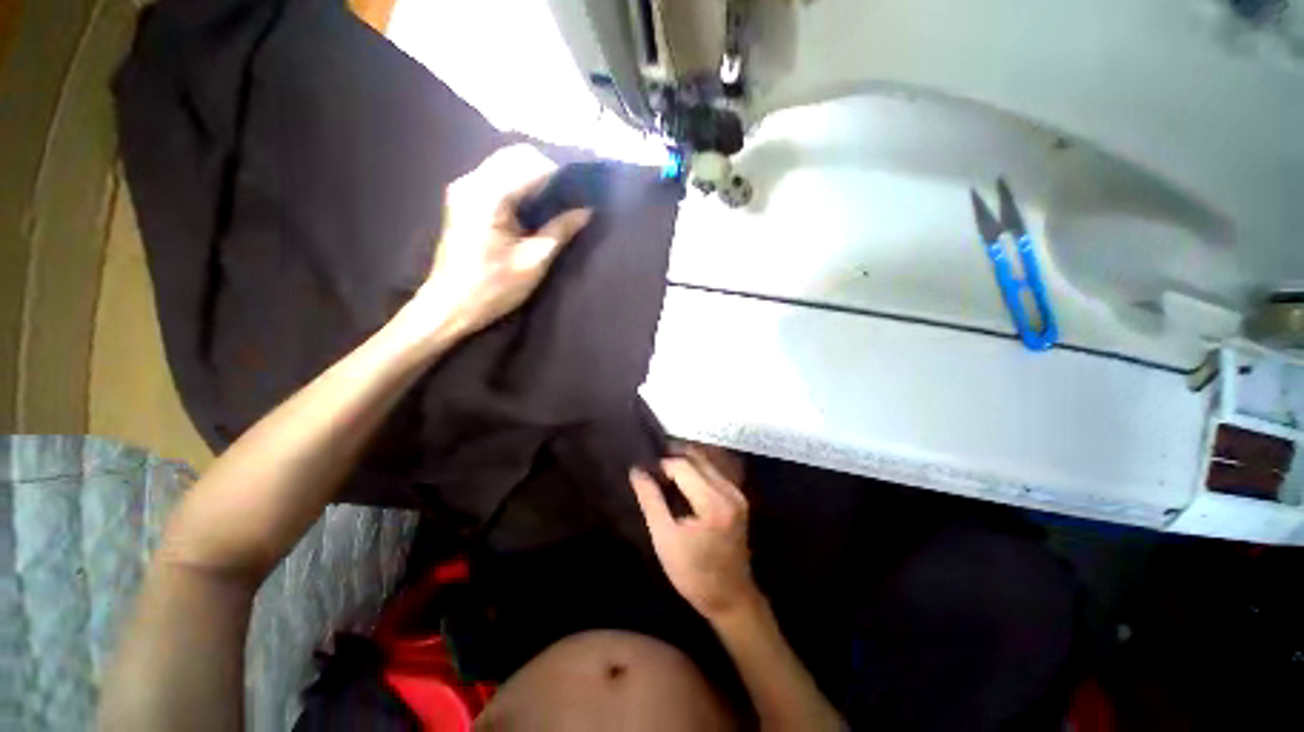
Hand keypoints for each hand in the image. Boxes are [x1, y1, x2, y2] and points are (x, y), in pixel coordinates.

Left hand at [409, 144, 592, 338]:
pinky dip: (519, 185)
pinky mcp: (464, 198)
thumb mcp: (533, 262)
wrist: (450, 306)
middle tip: (570, 200)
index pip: (532, 165)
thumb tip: (586, 210)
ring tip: (556, 204)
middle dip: (548, 173)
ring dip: (534, 178)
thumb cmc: (493, 288)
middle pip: (517, 156)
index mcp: (489, 196)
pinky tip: (534, 208)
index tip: (581, 193)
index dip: (561, 176)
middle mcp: (472, 181)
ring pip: (507, 163)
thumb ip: (560, 230)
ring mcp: (464, 188)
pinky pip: (497, 176)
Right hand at [630, 451, 759, 622]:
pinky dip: (696, 470)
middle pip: (697, 458)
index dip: (661, 465)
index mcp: (713, 502)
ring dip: (685, 462)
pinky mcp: (738, 498)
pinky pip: (714, 472)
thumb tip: (637, 471)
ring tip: (663, 473)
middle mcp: (729, 491)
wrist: (731, 598)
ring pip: (706, 462)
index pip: (683, 466)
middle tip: (652, 468)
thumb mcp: (665, 538)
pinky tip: (681, 481)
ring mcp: (737, 493)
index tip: (645, 473)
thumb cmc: (693, 574)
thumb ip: (651, 500)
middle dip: (673, 458)